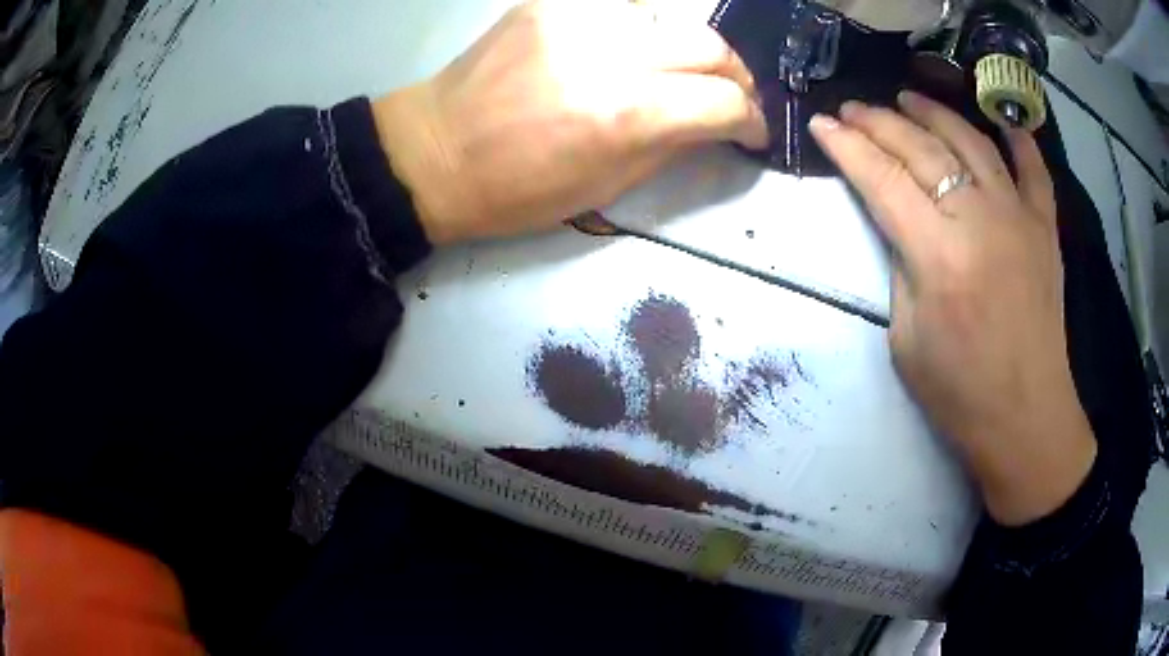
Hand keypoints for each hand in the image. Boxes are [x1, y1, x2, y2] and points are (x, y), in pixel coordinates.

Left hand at [371, 0, 767, 243]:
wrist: (432, 151)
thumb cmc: (515, 190)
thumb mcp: (605, 186)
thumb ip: (671, 146)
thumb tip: (712, 123)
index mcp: (624, 114)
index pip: (723, 101)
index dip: (751, 120)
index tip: (751, 132)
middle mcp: (608, 52)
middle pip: (711, 44)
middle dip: (735, 76)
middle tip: (729, 99)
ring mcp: (577, 17)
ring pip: (672, 18)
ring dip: (689, 50)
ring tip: (678, 76)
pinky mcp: (552, 2)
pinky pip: (625, 9)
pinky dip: (643, 32)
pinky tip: (632, 53)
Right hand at [810, 91, 1096, 525]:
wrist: (1027, 418)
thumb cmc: (960, 394)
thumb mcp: (906, 338)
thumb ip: (901, 268)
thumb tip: (900, 225)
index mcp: (940, 256)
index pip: (883, 180)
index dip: (849, 147)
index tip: (823, 123)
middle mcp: (980, 221)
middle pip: (923, 149)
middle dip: (880, 122)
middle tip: (853, 108)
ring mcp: (1019, 218)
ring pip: (972, 142)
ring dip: (935, 113)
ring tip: (907, 98)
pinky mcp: (1046, 229)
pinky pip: (1033, 170)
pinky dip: (1017, 140)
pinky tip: (1000, 122)